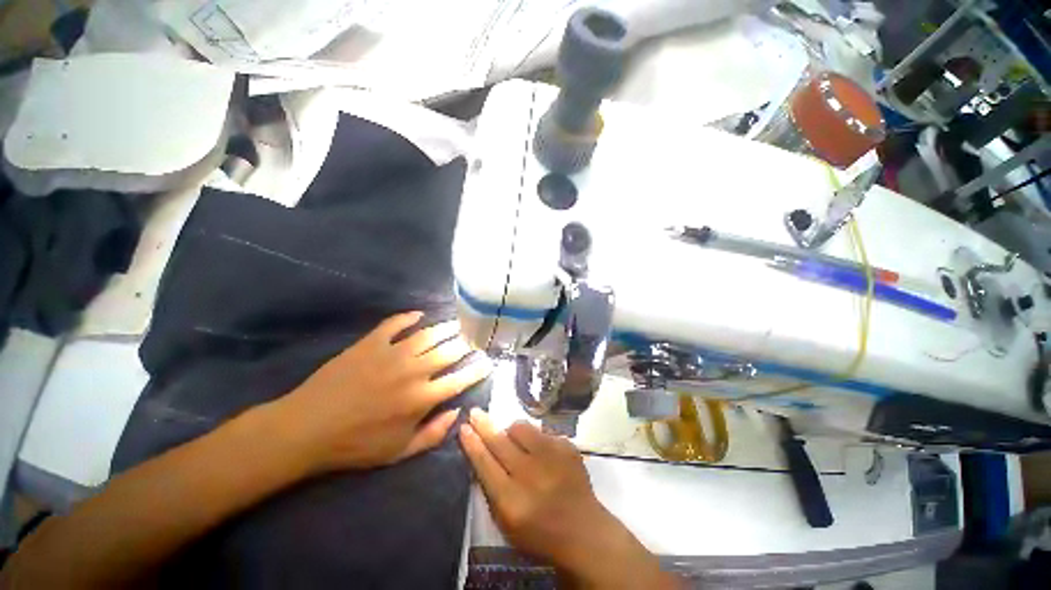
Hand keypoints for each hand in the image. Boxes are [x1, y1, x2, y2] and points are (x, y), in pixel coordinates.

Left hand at [269, 312, 491, 472]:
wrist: (307, 428)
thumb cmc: (356, 444)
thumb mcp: (399, 452)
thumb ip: (433, 434)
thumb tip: (458, 412)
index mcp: (421, 398)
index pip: (460, 379)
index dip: (477, 369)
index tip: (487, 362)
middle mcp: (413, 371)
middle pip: (449, 350)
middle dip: (466, 343)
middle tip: (473, 338)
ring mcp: (392, 353)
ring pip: (428, 334)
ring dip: (446, 327)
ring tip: (457, 324)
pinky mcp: (371, 343)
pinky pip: (395, 324)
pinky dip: (409, 317)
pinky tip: (418, 315)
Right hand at [460, 409, 678, 588]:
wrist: (583, 530)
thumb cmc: (539, 532)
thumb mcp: (506, 522)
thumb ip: (491, 489)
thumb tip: (480, 453)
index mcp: (511, 500)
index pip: (484, 463)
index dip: (472, 443)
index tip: (463, 427)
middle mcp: (530, 474)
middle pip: (500, 441)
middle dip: (484, 424)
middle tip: (475, 413)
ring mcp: (551, 456)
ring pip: (521, 428)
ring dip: (511, 431)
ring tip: (513, 441)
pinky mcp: (566, 446)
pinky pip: (541, 432)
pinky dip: (535, 440)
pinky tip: (541, 454)